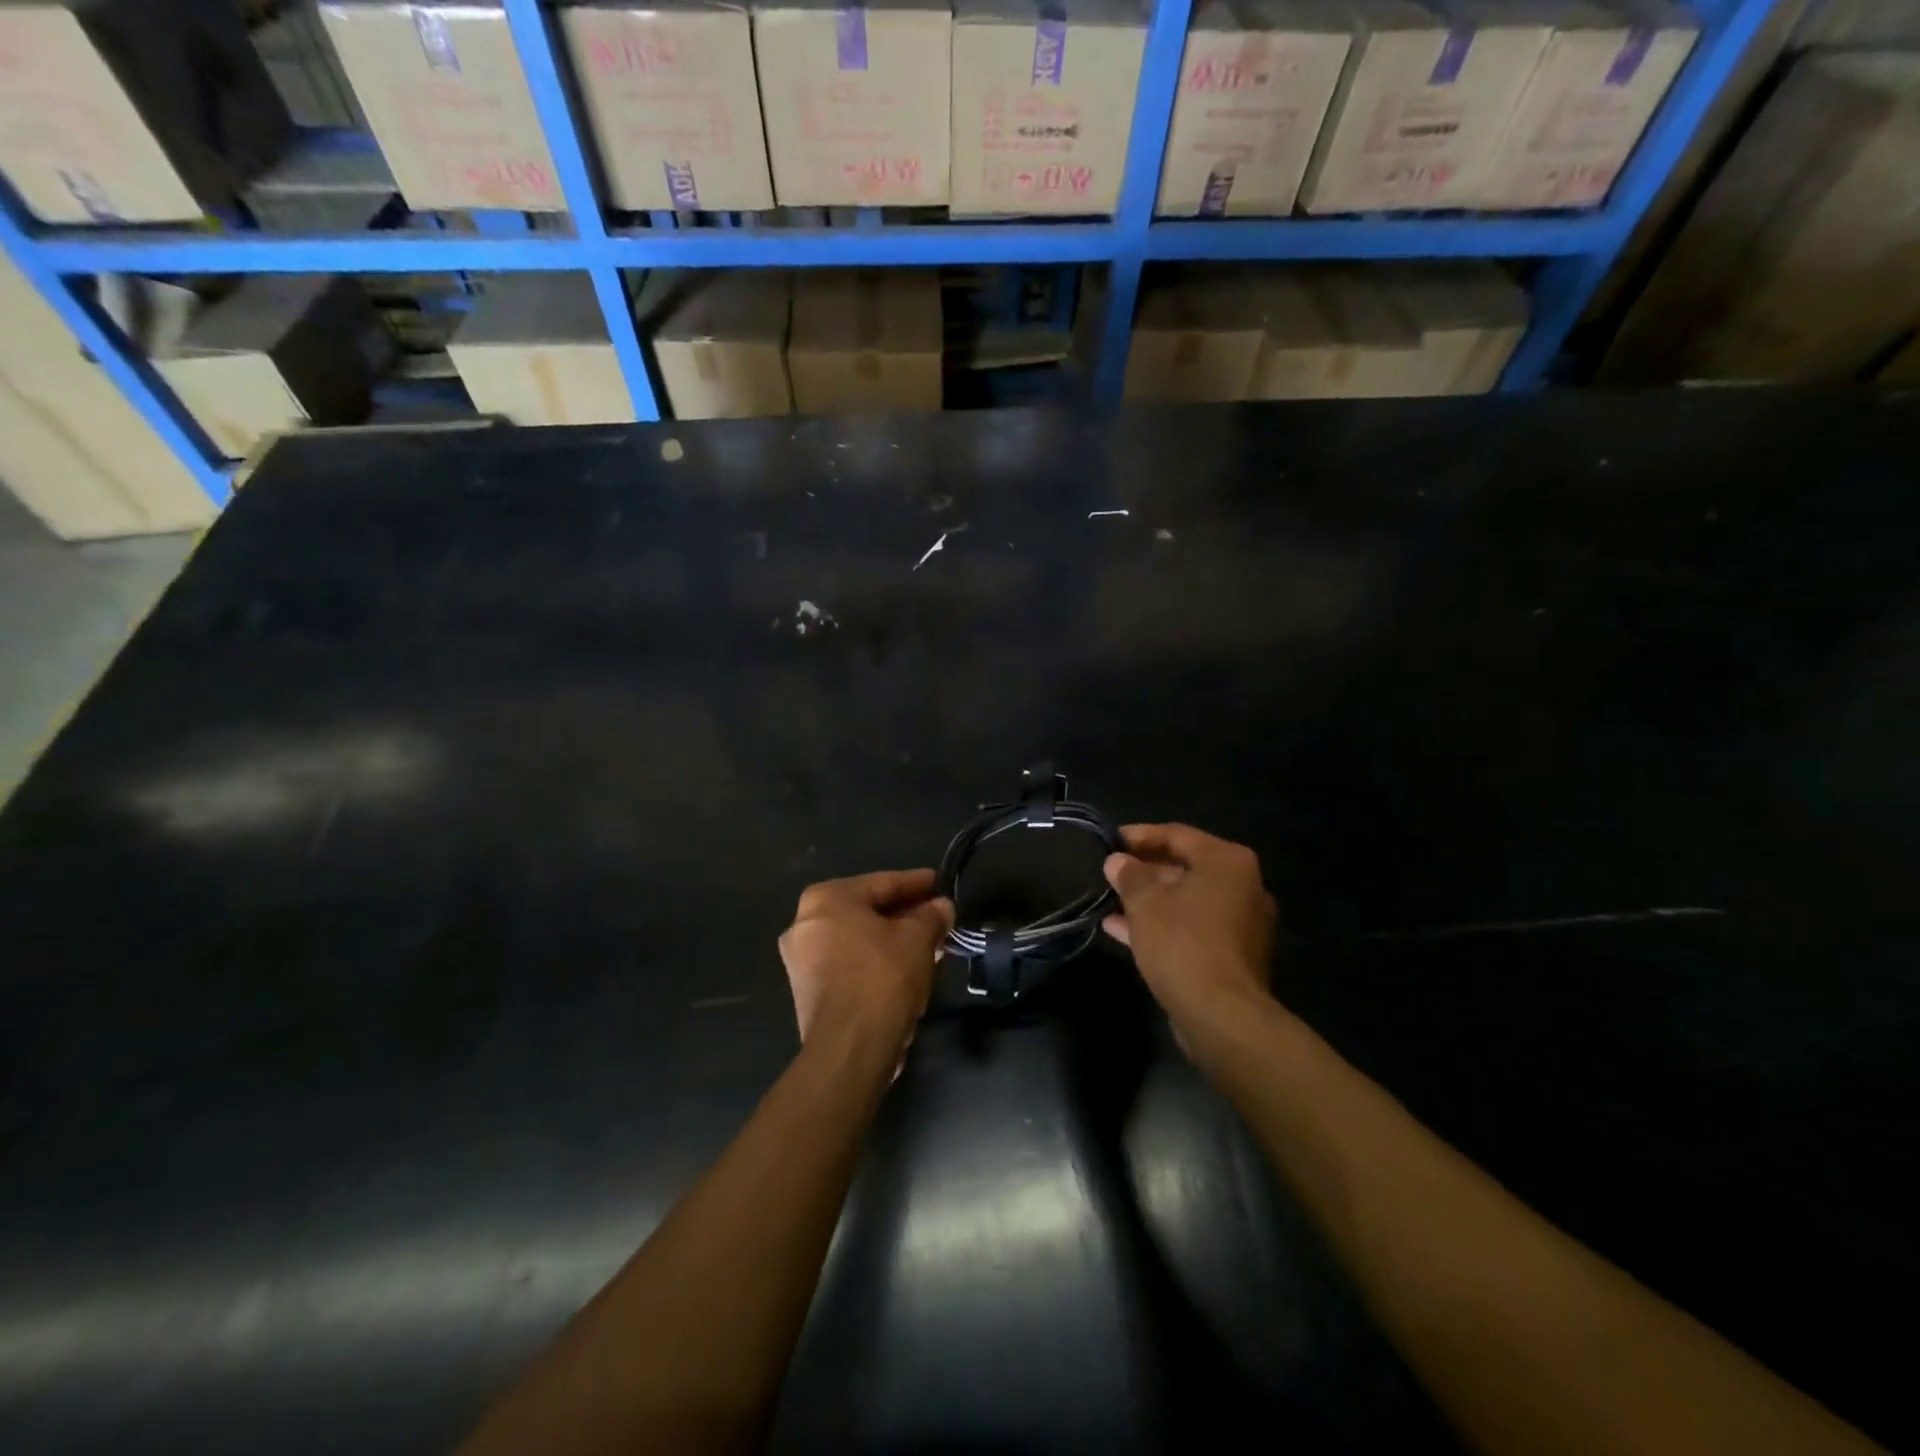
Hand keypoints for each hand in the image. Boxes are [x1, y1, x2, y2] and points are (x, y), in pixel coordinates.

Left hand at [779, 869, 953, 1064]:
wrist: (849, 1049)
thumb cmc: (882, 978)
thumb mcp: (918, 939)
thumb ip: (931, 916)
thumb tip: (942, 907)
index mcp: (826, 898)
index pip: (882, 883)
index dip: (916, 883)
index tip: (940, 883)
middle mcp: (804, 922)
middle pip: (866, 911)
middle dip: (904, 914)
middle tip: (936, 915)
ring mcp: (801, 959)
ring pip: (857, 938)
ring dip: (891, 939)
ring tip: (926, 943)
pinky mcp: (806, 991)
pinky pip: (848, 962)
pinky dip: (874, 960)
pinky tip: (904, 967)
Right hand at [1103, 824, 1277, 1039]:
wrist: (1221, 1015)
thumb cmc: (1183, 943)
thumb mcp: (1145, 902)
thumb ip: (1129, 875)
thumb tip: (1116, 861)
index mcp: (1228, 862)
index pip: (1177, 835)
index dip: (1139, 835)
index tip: (1109, 840)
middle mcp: (1242, 886)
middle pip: (1184, 867)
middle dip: (1143, 870)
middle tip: (1108, 872)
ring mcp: (1240, 923)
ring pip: (1185, 900)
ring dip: (1147, 900)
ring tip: (1108, 900)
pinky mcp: (1231, 954)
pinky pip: (1190, 927)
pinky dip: (1160, 925)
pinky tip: (1120, 929)